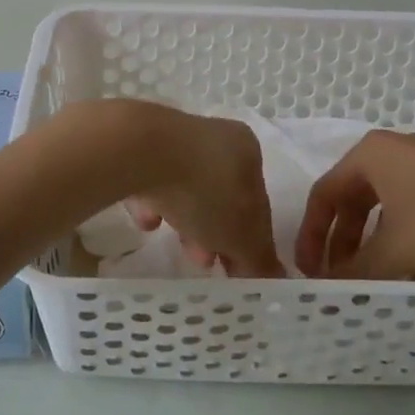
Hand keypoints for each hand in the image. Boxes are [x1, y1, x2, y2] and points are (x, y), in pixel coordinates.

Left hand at [117, 105, 282, 277]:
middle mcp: (214, 136)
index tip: (235, 269)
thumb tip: (275, 277)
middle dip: (214, 233)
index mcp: (247, 150)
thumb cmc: (204, 191)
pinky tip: (145, 219)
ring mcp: (175, 138)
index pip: (257, 201)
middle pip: (221, 195)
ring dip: (184, 220)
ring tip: (174, 244)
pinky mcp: (140, 144)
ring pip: (186, 189)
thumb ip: (260, 258)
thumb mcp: (242, 235)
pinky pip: (153, 180)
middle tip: (204, 262)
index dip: (250, 240)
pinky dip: (153, 202)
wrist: (140, 151)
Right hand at [296, 131, 414, 278]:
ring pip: (384, 211)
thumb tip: (328, 290)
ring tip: (376, 284)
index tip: (309, 272)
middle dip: (344, 244)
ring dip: (375, 248)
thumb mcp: (398, 248)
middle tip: (340, 280)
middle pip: (352, 203)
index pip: (323, 195)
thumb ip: (358, 271)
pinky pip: (413, 214)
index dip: (311, 235)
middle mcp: (391, 154)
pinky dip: (405, 243)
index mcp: (368, 156)